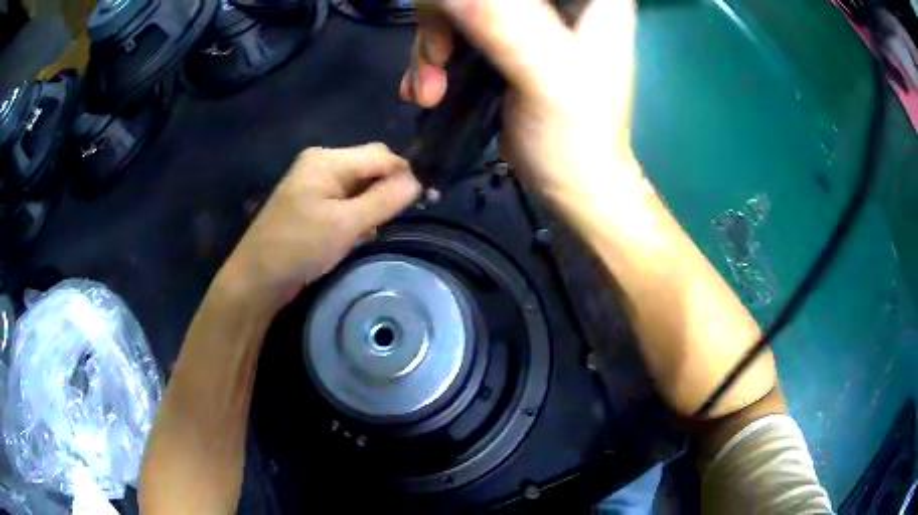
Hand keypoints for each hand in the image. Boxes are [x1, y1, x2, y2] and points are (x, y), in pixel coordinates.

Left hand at [215, 144, 420, 315]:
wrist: (256, 280)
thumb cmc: (298, 247)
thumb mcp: (345, 224)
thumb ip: (384, 199)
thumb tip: (418, 181)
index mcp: (327, 159)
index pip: (381, 155)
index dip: (404, 175)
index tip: (424, 202)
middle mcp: (322, 164)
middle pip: (370, 167)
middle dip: (387, 190)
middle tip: (394, 220)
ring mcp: (315, 185)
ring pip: (361, 186)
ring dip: (373, 205)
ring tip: (372, 232)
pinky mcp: (313, 205)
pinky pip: (347, 201)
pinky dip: (358, 215)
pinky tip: (357, 235)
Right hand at [401, 0, 640, 206]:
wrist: (572, 187)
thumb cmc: (575, 137)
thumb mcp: (546, 76)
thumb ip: (501, 22)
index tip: (458, 19)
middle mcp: (560, 3)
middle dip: (443, 19)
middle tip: (436, 60)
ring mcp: (530, 22)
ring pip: (461, 8)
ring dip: (432, 46)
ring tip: (429, 91)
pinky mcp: (507, 44)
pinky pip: (457, 32)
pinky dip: (434, 57)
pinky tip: (426, 87)